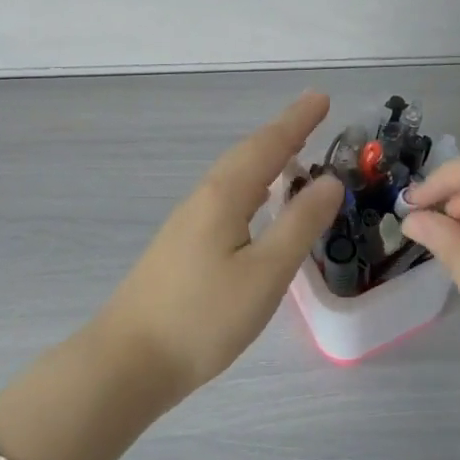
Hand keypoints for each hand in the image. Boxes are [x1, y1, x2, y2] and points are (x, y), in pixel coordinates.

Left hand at [97, 91, 343, 403]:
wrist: (129, 362)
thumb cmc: (203, 318)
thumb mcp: (265, 273)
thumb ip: (299, 224)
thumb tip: (330, 181)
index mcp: (224, 196)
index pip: (268, 146)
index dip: (297, 121)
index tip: (322, 97)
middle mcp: (203, 199)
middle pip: (247, 155)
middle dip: (283, 133)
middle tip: (314, 116)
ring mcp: (188, 223)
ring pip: (234, 177)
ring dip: (266, 158)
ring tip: (293, 152)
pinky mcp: (182, 247)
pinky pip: (226, 198)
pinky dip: (251, 185)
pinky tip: (256, 203)